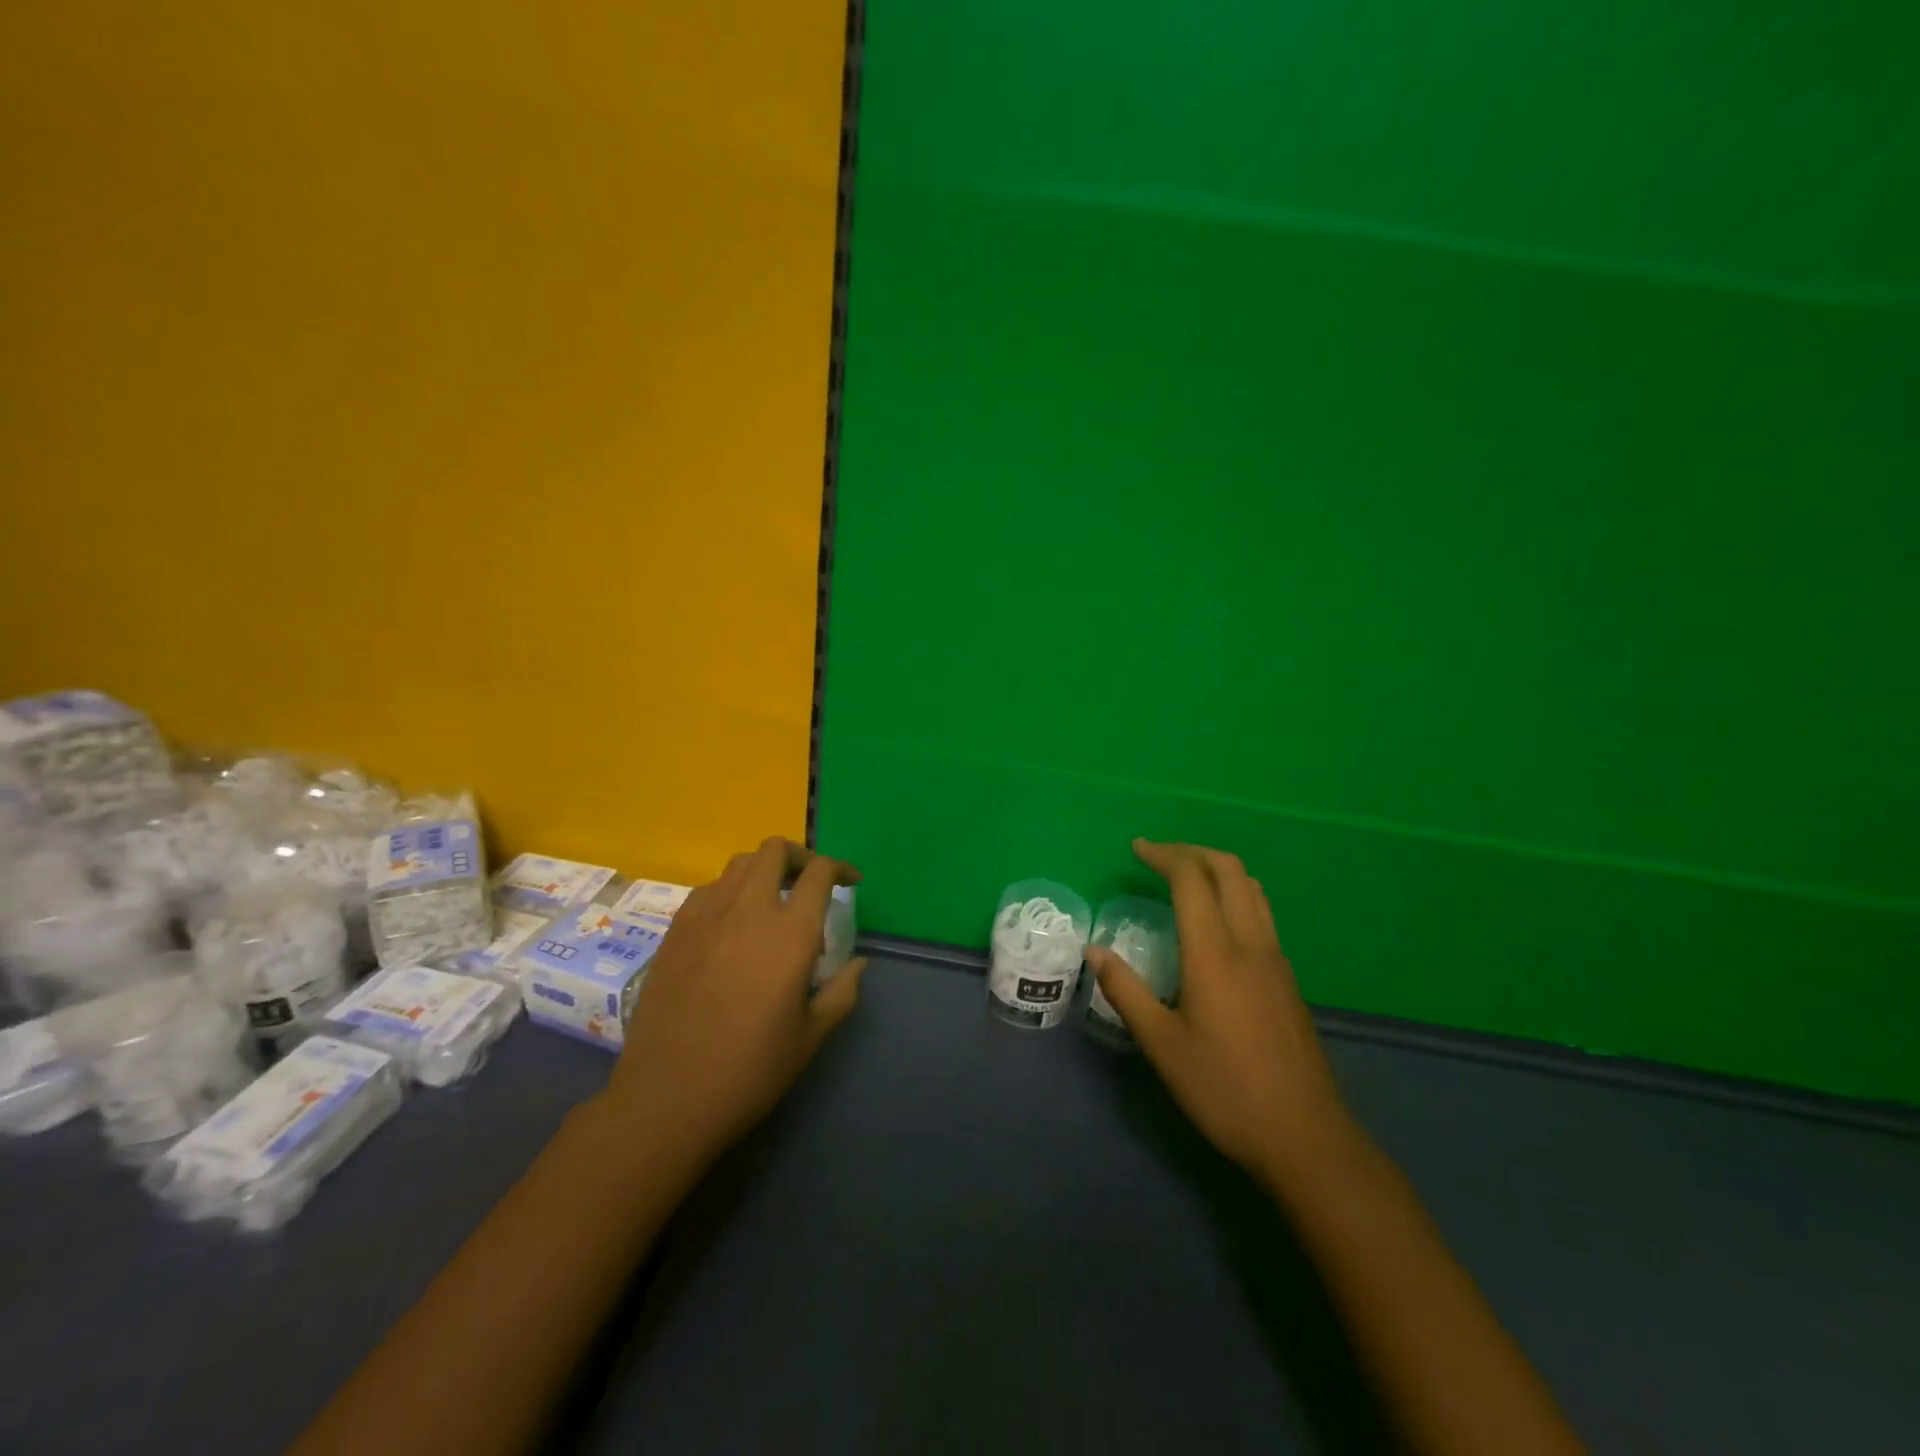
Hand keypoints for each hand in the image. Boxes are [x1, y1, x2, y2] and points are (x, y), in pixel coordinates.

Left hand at [604, 837, 865, 1167]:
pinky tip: (732, 922)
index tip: (851, 882)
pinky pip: (709, 889)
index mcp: (790, 933)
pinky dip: (730, 890)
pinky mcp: (675, 931)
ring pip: (739, 863)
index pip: (819, 873)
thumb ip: (841, 992)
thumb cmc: (749, 1071)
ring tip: (772, 898)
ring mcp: (706, 916)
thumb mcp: (810, 1037)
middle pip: (774, 850)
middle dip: (800, 856)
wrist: (666, 1097)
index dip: (840, 868)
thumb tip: (858, 963)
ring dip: (764, 870)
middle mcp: (748, 910)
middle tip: (809, 882)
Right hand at [1089, 839, 1351, 1183]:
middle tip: (1158, 857)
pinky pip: (1262, 914)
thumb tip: (1095, 950)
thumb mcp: (1162, 1044)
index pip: (1191, 880)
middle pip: (1229, 870)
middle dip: (1192, 852)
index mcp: (1215, 953)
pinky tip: (1216, 925)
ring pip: (1252, 889)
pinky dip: (1234, 895)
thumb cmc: (1224, 1089)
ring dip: (1217, 870)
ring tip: (1186, 879)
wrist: (1305, 1136)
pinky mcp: (1288, 980)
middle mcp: (1251, 944)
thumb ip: (1126, 991)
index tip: (1136, 849)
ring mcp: (1276, 960)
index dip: (1163, 855)